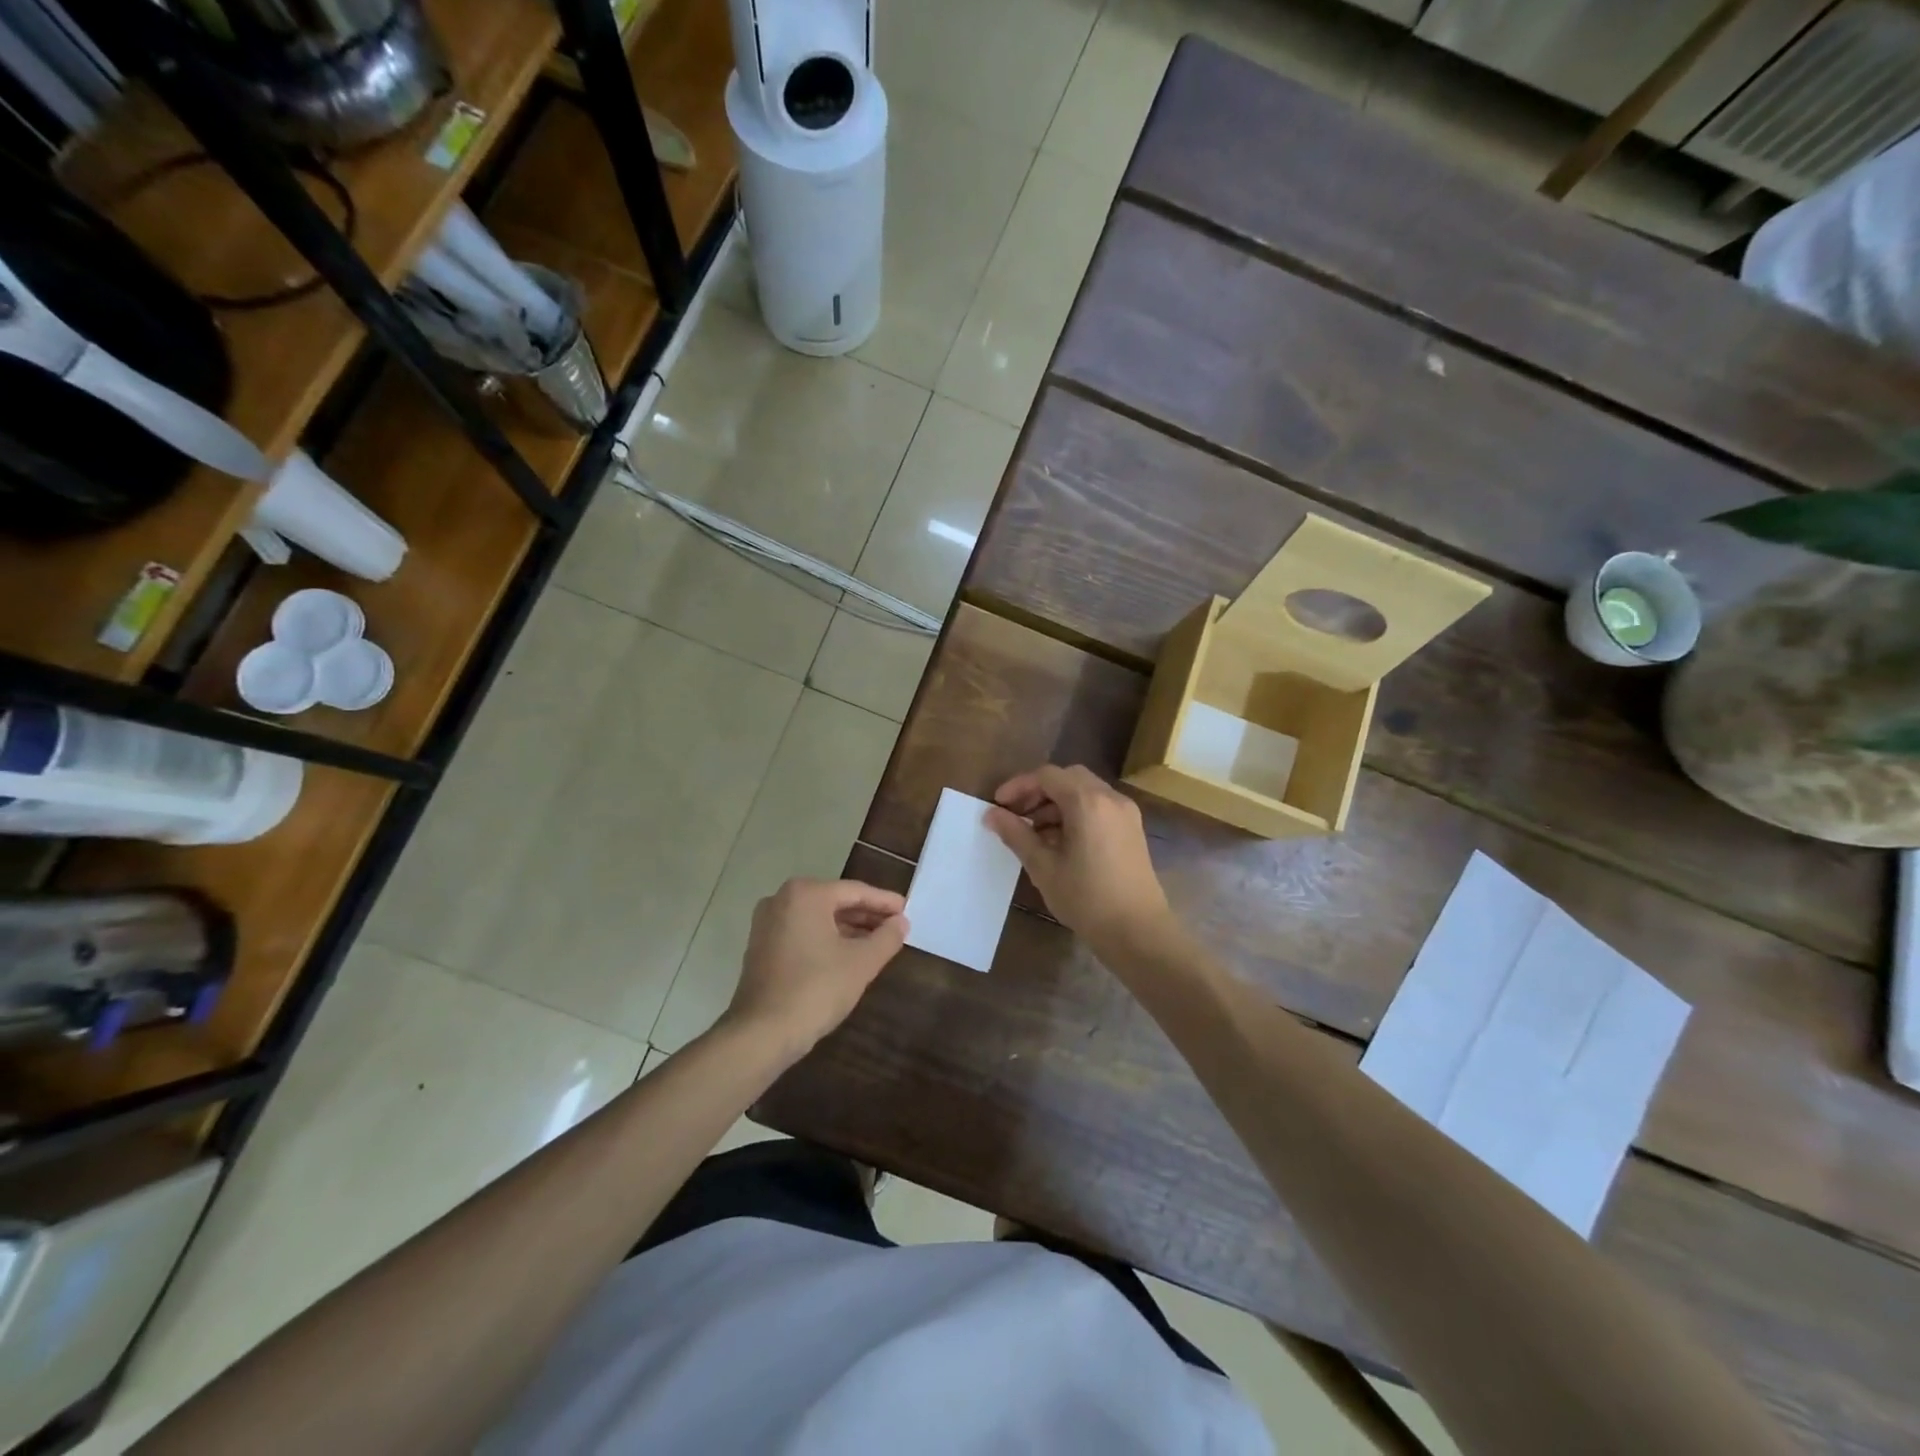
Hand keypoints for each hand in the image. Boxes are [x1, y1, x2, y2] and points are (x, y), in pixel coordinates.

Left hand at [724, 879, 907, 1062]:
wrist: (761, 1033)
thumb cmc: (816, 989)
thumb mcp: (861, 963)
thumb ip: (886, 938)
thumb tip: (901, 922)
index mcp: (806, 894)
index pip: (855, 891)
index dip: (884, 902)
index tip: (907, 909)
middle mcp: (781, 899)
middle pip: (834, 901)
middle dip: (866, 915)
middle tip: (896, 926)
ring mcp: (767, 924)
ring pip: (818, 918)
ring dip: (848, 928)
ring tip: (877, 942)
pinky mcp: (761, 947)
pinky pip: (802, 933)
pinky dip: (826, 939)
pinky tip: (847, 955)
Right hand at [985, 765, 1171, 952]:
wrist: (1139, 932)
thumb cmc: (1086, 899)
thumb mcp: (1043, 867)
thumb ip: (1016, 835)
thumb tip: (992, 815)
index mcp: (1087, 802)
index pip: (1047, 776)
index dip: (1018, 786)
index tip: (998, 805)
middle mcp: (1110, 798)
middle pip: (1068, 778)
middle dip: (1038, 792)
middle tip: (1016, 815)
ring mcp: (1126, 813)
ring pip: (1084, 792)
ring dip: (1056, 804)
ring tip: (1034, 833)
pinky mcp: (1132, 830)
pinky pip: (1099, 807)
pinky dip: (1076, 813)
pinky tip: (1060, 842)